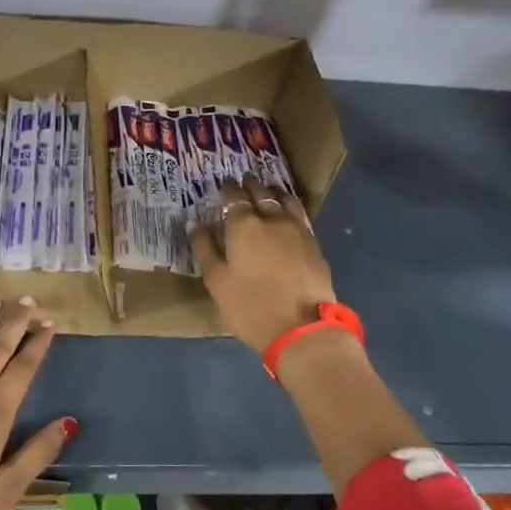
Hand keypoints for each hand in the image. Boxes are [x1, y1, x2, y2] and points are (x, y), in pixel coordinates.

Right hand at [190, 177, 335, 352]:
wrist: (301, 328)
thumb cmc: (250, 306)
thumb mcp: (217, 281)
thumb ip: (206, 249)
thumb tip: (195, 224)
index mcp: (244, 226)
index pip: (234, 197)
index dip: (228, 190)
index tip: (224, 186)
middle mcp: (272, 219)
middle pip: (261, 193)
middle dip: (251, 185)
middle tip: (245, 181)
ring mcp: (297, 229)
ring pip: (285, 200)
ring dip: (273, 192)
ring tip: (268, 191)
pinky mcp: (314, 244)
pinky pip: (300, 215)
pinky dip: (290, 207)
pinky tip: (287, 213)